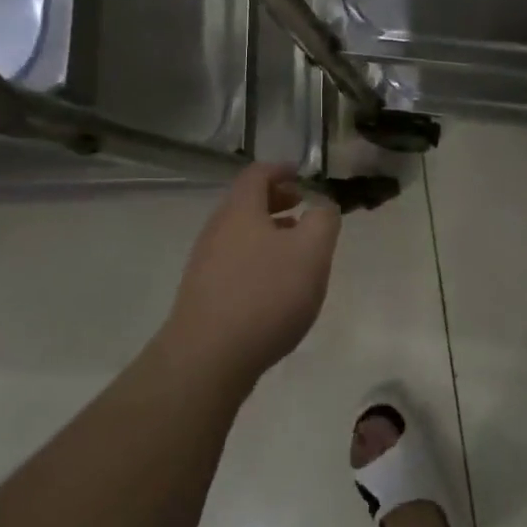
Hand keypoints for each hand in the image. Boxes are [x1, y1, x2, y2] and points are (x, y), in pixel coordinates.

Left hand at [160, 163, 342, 385]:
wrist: (207, 357)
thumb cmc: (266, 295)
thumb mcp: (311, 252)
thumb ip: (323, 221)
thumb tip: (322, 206)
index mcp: (241, 211)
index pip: (257, 174)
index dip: (281, 169)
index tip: (301, 174)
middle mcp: (217, 230)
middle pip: (246, 203)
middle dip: (275, 200)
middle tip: (301, 207)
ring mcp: (205, 263)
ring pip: (240, 234)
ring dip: (268, 232)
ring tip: (294, 249)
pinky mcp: (203, 294)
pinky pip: (233, 262)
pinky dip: (256, 258)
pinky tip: (274, 286)